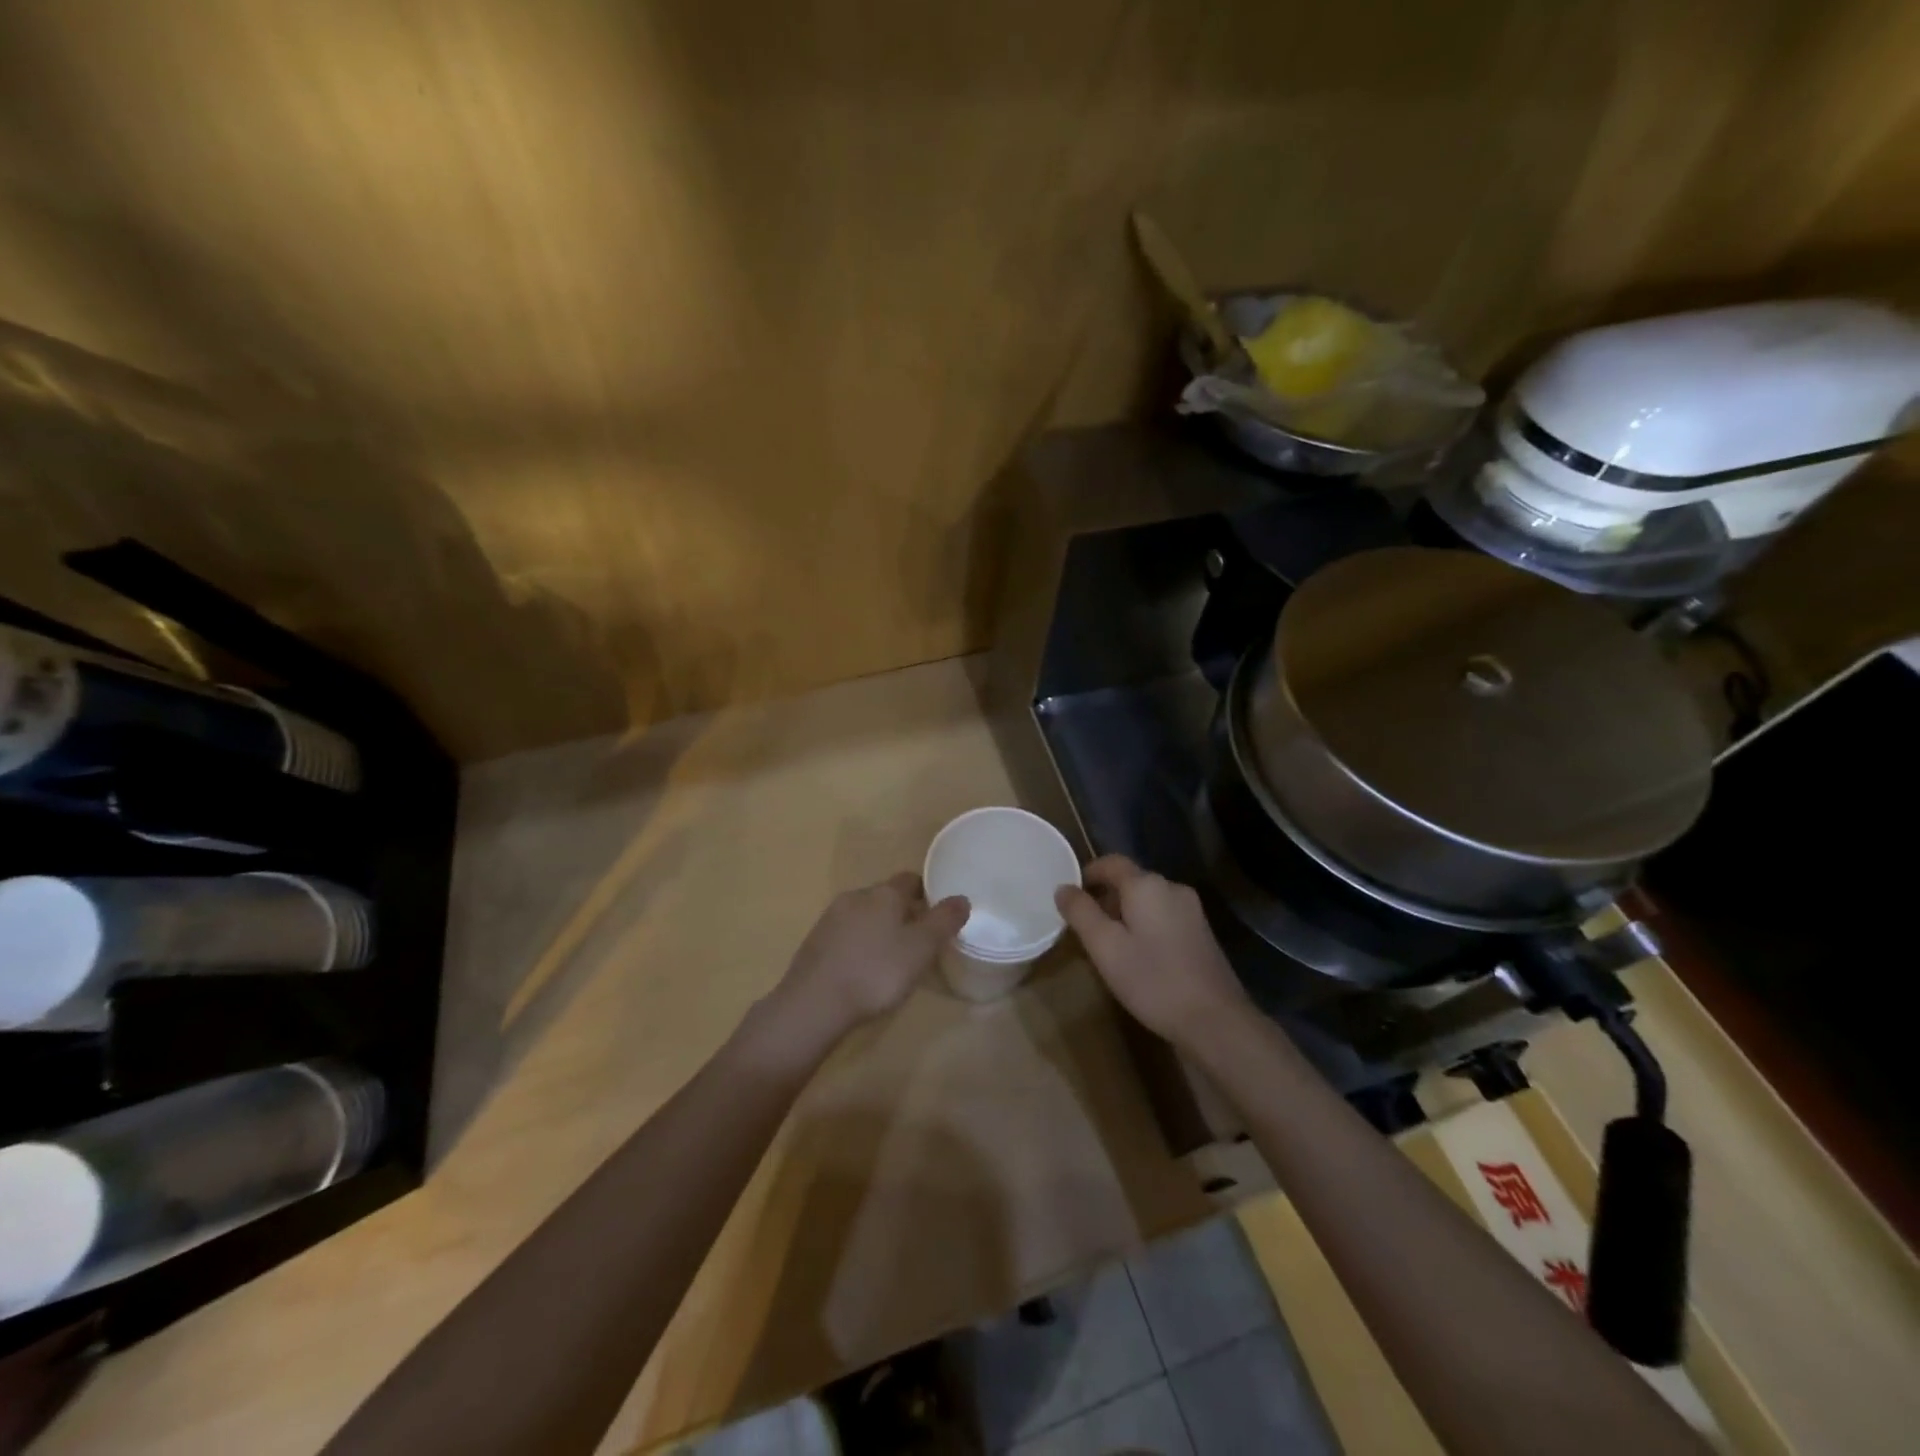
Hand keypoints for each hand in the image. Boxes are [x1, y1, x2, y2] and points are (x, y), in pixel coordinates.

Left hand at [772, 872, 969, 1044]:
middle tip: (918, 939)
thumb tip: (962, 898)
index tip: (937, 912)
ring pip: (863, 914)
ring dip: (878, 928)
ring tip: (891, 956)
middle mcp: (855, 896)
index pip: (909, 879)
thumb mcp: (921, 949)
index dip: (926, 892)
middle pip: (885, 896)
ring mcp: (830, 918)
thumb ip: (944, 921)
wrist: (814, 1003)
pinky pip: (844, 934)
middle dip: (902, 911)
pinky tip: (862, 968)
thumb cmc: (876, 972)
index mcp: (884, 893)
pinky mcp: (814, 941)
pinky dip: (858, 944)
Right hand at [1056, 855, 1251, 1045]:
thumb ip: (1081, 913)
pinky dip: (1145, 925)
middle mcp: (1172, 888)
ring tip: (1109, 944)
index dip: (1088, 873)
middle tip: (1085, 926)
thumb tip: (1063, 888)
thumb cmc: (1153, 980)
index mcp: (1147, 885)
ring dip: (1125, 913)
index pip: (1111, 862)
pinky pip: (1164, 916)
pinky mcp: (1202, 933)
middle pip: (1131, 880)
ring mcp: (1192, 910)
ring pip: (1148, 900)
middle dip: (1105, 896)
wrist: (1216, 1020)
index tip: (1070, 895)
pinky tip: (1139, 956)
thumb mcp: (1105, 948)